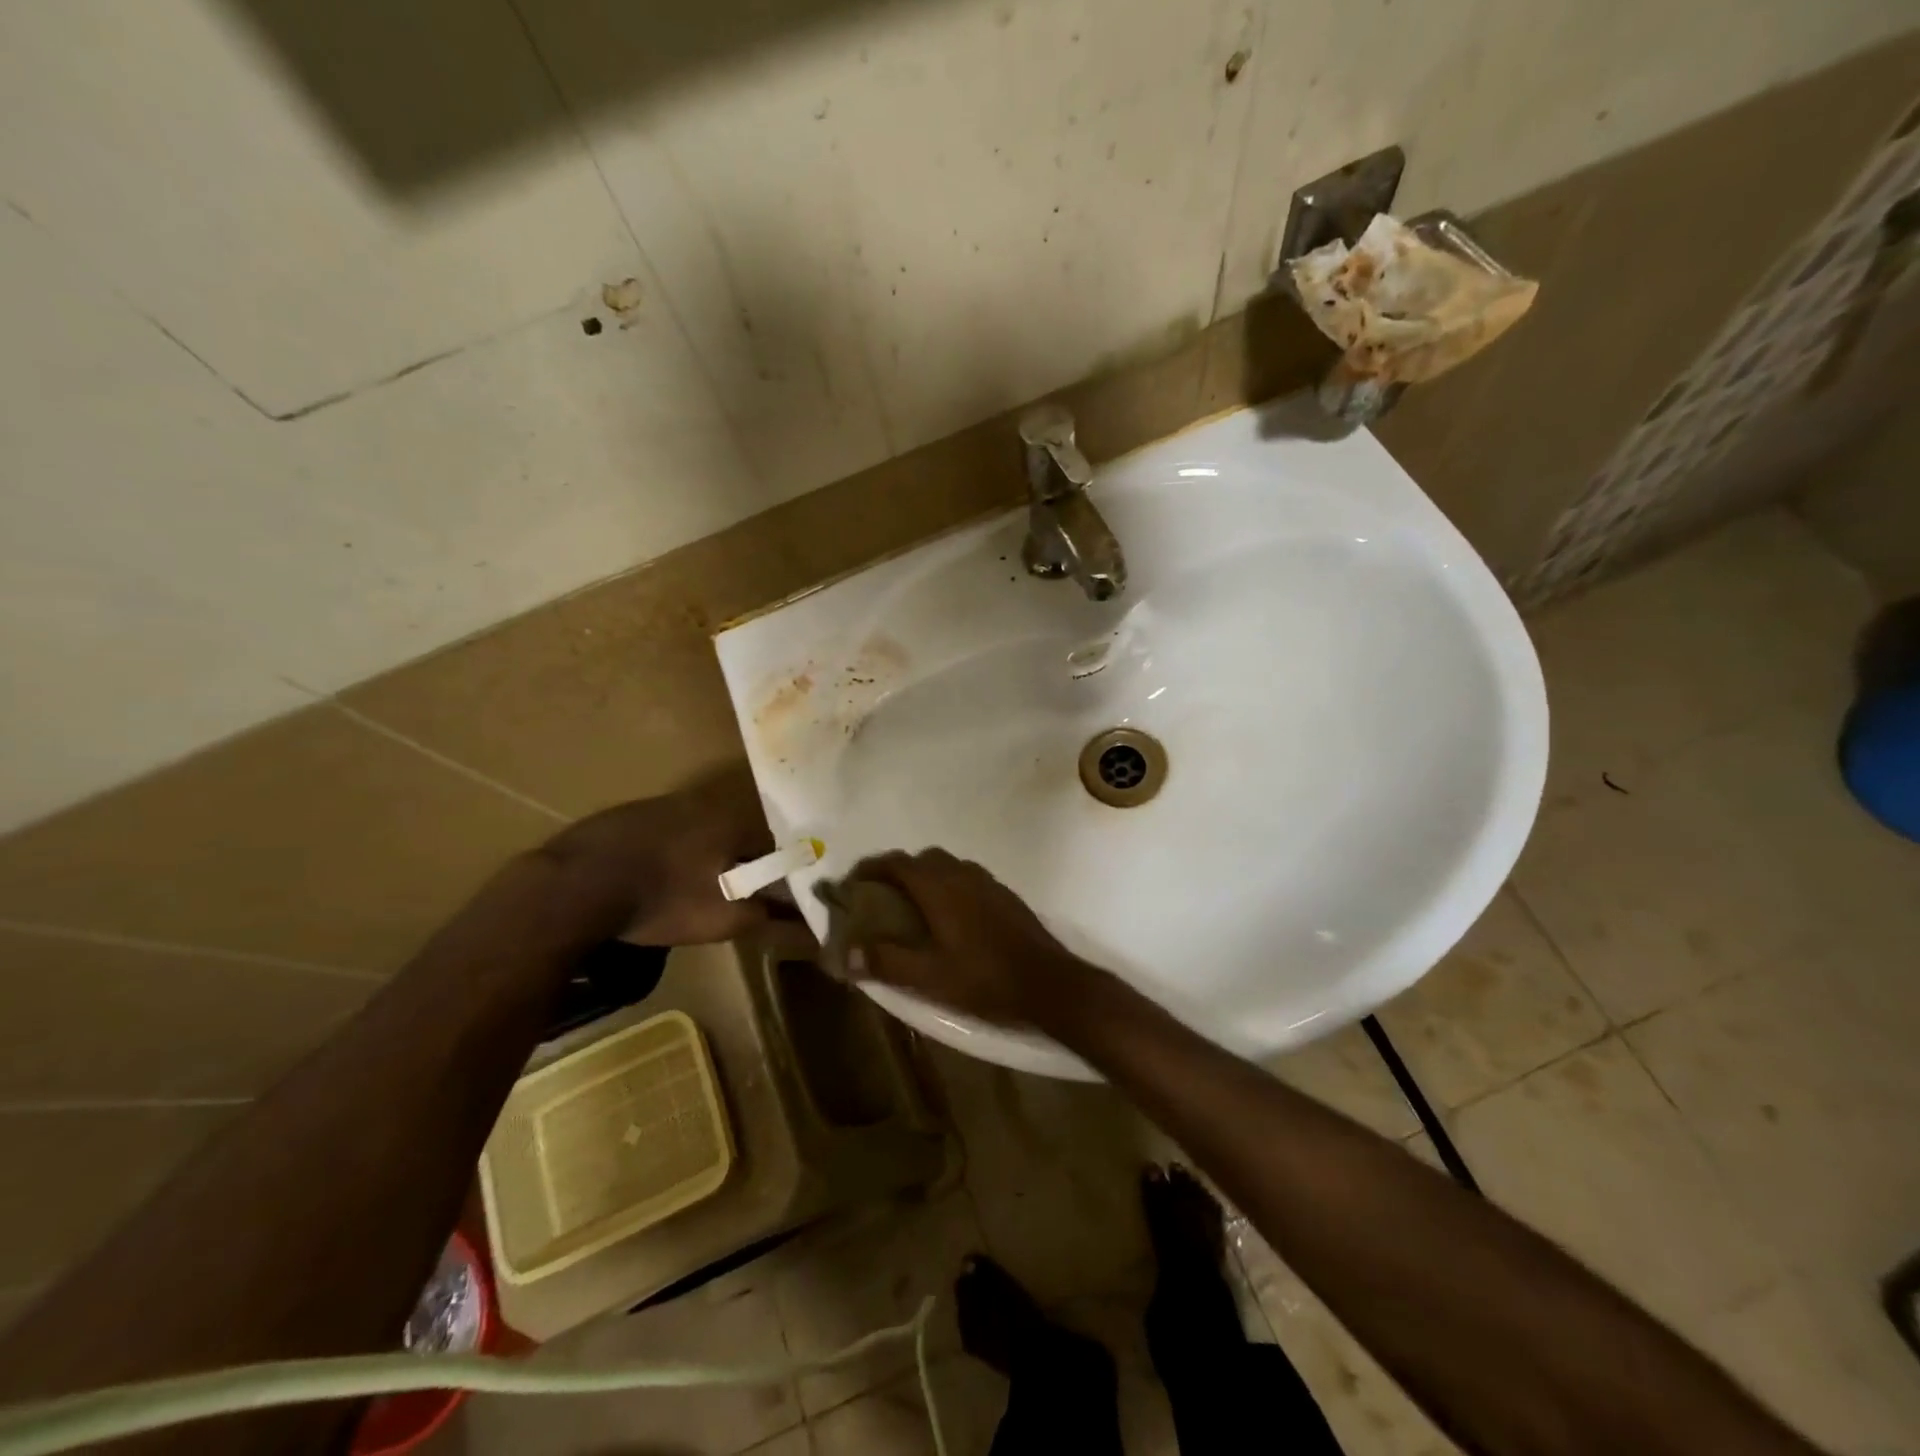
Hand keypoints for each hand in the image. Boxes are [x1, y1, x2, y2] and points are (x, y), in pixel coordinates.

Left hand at [543, 766, 775, 945]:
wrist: (575, 887)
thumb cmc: (663, 899)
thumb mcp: (724, 918)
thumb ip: (770, 919)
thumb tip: (811, 931)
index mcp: (731, 821)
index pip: (773, 841)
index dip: (778, 868)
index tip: (775, 892)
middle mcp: (699, 803)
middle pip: (735, 833)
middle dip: (739, 861)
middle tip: (734, 892)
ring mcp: (657, 805)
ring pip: (697, 830)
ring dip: (702, 854)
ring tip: (693, 887)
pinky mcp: (623, 816)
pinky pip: (662, 832)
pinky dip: (667, 852)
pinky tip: (652, 877)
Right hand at [842, 848, 1099, 1026]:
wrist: (1049, 983)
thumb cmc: (984, 979)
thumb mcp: (929, 977)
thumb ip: (886, 961)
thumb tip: (847, 953)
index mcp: (940, 887)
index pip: (897, 863)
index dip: (871, 868)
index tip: (852, 883)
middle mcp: (963, 874)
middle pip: (922, 859)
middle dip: (898, 871)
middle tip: (881, 898)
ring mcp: (988, 883)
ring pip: (948, 866)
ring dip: (926, 878)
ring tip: (913, 909)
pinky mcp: (1006, 896)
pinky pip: (968, 878)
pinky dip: (949, 887)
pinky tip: (950, 919)